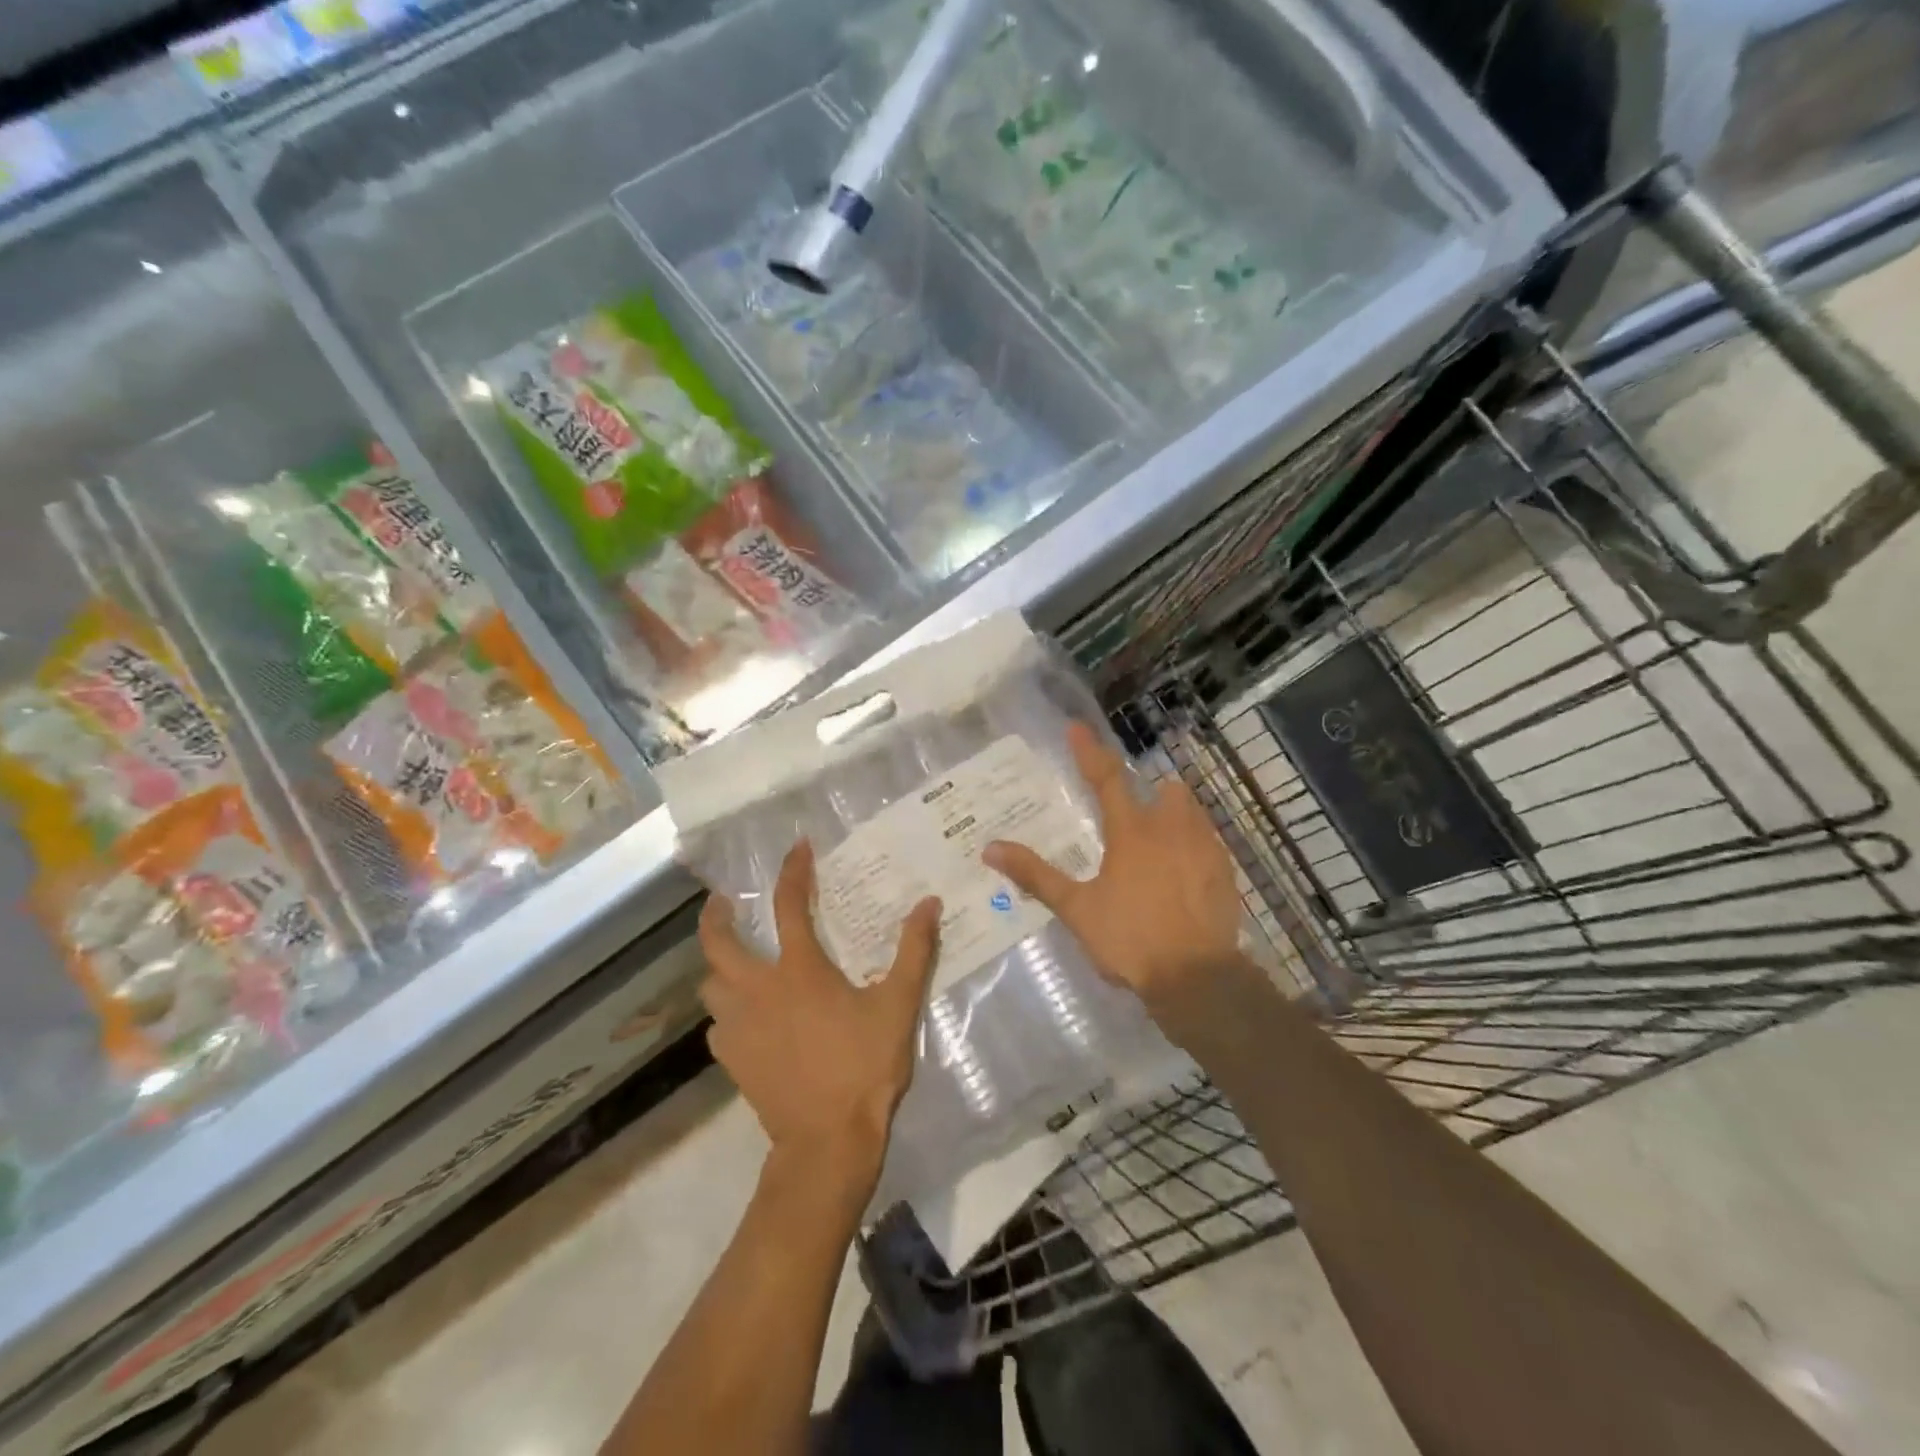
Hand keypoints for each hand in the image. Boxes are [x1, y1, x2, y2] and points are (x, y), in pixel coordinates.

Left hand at [699, 840, 940, 1180]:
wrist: (827, 1140)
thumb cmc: (864, 1065)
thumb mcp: (898, 1005)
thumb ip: (915, 951)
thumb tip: (928, 903)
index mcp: (799, 970)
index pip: (788, 904)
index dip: (792, 871)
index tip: (797, 848)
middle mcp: (758, 990)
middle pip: (718, 943)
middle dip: (716, 916)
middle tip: (725, 903)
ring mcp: (738, 1027)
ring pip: (710, 985)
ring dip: (719, 968)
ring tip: (735, 963)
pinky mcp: (732, 1059)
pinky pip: (718, 1025)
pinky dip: (727, 1013)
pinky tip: (746, 1020)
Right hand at [984, 721, 1240, 1014]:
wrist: (1196, 978)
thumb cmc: (1130, 939)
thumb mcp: (1076, 909)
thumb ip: (1036, 875)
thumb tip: (991, 848)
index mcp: (1131, 832)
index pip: (1106, 779)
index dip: (1089, 751)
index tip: (1076, 727)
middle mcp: (1171, 829)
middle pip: (1165, 789)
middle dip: (1150, 792)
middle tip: (1133, 814)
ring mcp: (1205, 848)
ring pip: (1192, 812)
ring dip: (1175, 815)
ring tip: (1160, 841)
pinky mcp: (1226, 872)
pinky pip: (1210, 842)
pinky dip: (1195, 845)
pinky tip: (1185, 872)